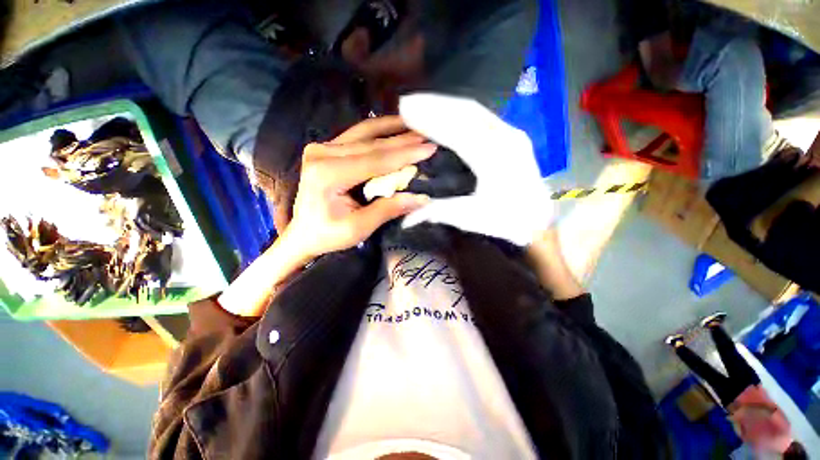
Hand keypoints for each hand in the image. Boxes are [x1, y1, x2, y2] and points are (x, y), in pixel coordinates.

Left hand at [283, 116, 434, 259]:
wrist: (303, 233)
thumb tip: (421, 197)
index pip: (375, 160)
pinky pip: (357, 135)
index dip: (405, 154)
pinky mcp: (325, 149)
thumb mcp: (358, 228)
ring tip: (416, 126)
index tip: (429, 148)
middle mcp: (322, 154)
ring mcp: (322, 148)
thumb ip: (388, 210)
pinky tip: (395, 126)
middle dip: (403, 141)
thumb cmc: (327, 234)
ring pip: (365, 134)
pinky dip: (379, 131)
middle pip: (371, 144)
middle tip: (428, 137)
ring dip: (392, 130)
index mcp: (328, 174)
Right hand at [399, 93, 553, 245]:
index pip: (456, 132)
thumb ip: (437, 212)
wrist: (537, 219)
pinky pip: (483, 116)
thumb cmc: (504, 220)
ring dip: (445, 104)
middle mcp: (505, 139)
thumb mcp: (469, 219)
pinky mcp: (513, 134)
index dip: (429, 121)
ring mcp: (512, 133)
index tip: (405, 113)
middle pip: (465, 112)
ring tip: (419, 102)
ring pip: (474, 110)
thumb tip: (405, 220)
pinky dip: (460, 111)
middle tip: (406, 102)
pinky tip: (445, 110)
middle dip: (433, 105)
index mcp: (493, 161)